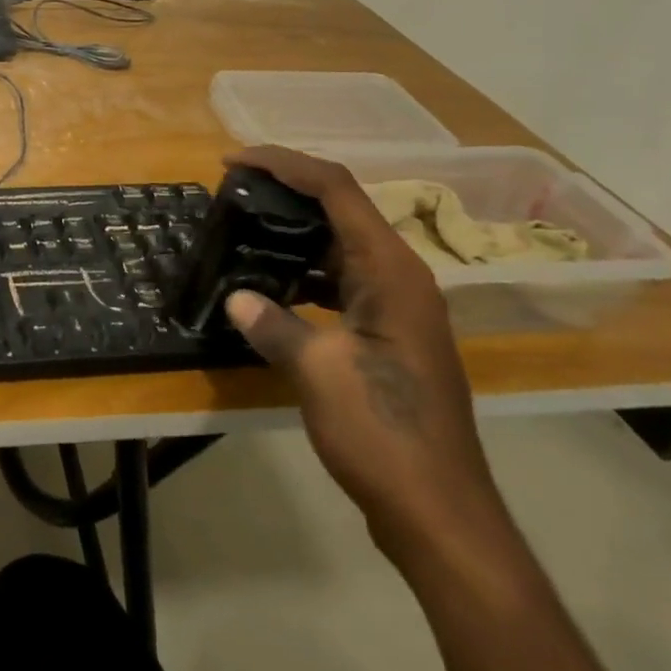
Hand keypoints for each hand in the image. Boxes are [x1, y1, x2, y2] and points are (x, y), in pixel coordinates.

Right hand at [223, 146, 510, 561]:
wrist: (438, 510)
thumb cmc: (383, 432)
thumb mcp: (317, 372)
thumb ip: (272, 324)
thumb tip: (235, 298)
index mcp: (391, 272)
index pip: (336, 189)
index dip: (284, 164)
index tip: (234, 159)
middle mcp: (400, 277)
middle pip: (341, 208)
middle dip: (286, 190)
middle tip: (231, 189)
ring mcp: (397, 307)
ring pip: (340, 244)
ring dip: (293, 230)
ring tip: (243, 227)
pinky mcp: (387, 333)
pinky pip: (340, 279)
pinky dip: (303, 269)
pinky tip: (269, 283)